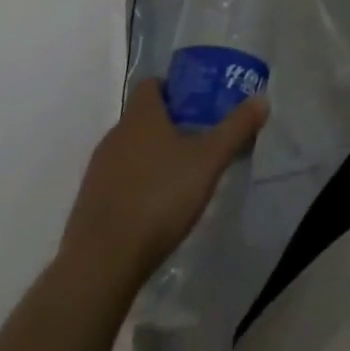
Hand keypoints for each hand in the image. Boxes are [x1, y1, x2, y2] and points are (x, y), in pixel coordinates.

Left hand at [58, 78, 268, 286]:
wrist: (100, 266)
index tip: (196, 104)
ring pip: (128, 151)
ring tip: (178, 179)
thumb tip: (262, 99)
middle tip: (197, 141)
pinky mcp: (87, 207)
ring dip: (150, 158)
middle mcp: (114, 135)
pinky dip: (134, 188)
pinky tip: (153, 212)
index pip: (153, 84)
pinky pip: (116, 183)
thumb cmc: (158, 198)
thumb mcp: (209, 160)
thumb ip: (236, 128)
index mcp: (141, 115)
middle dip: (168, 125)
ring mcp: (96, 172)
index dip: (174, 88)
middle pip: (142, 118)